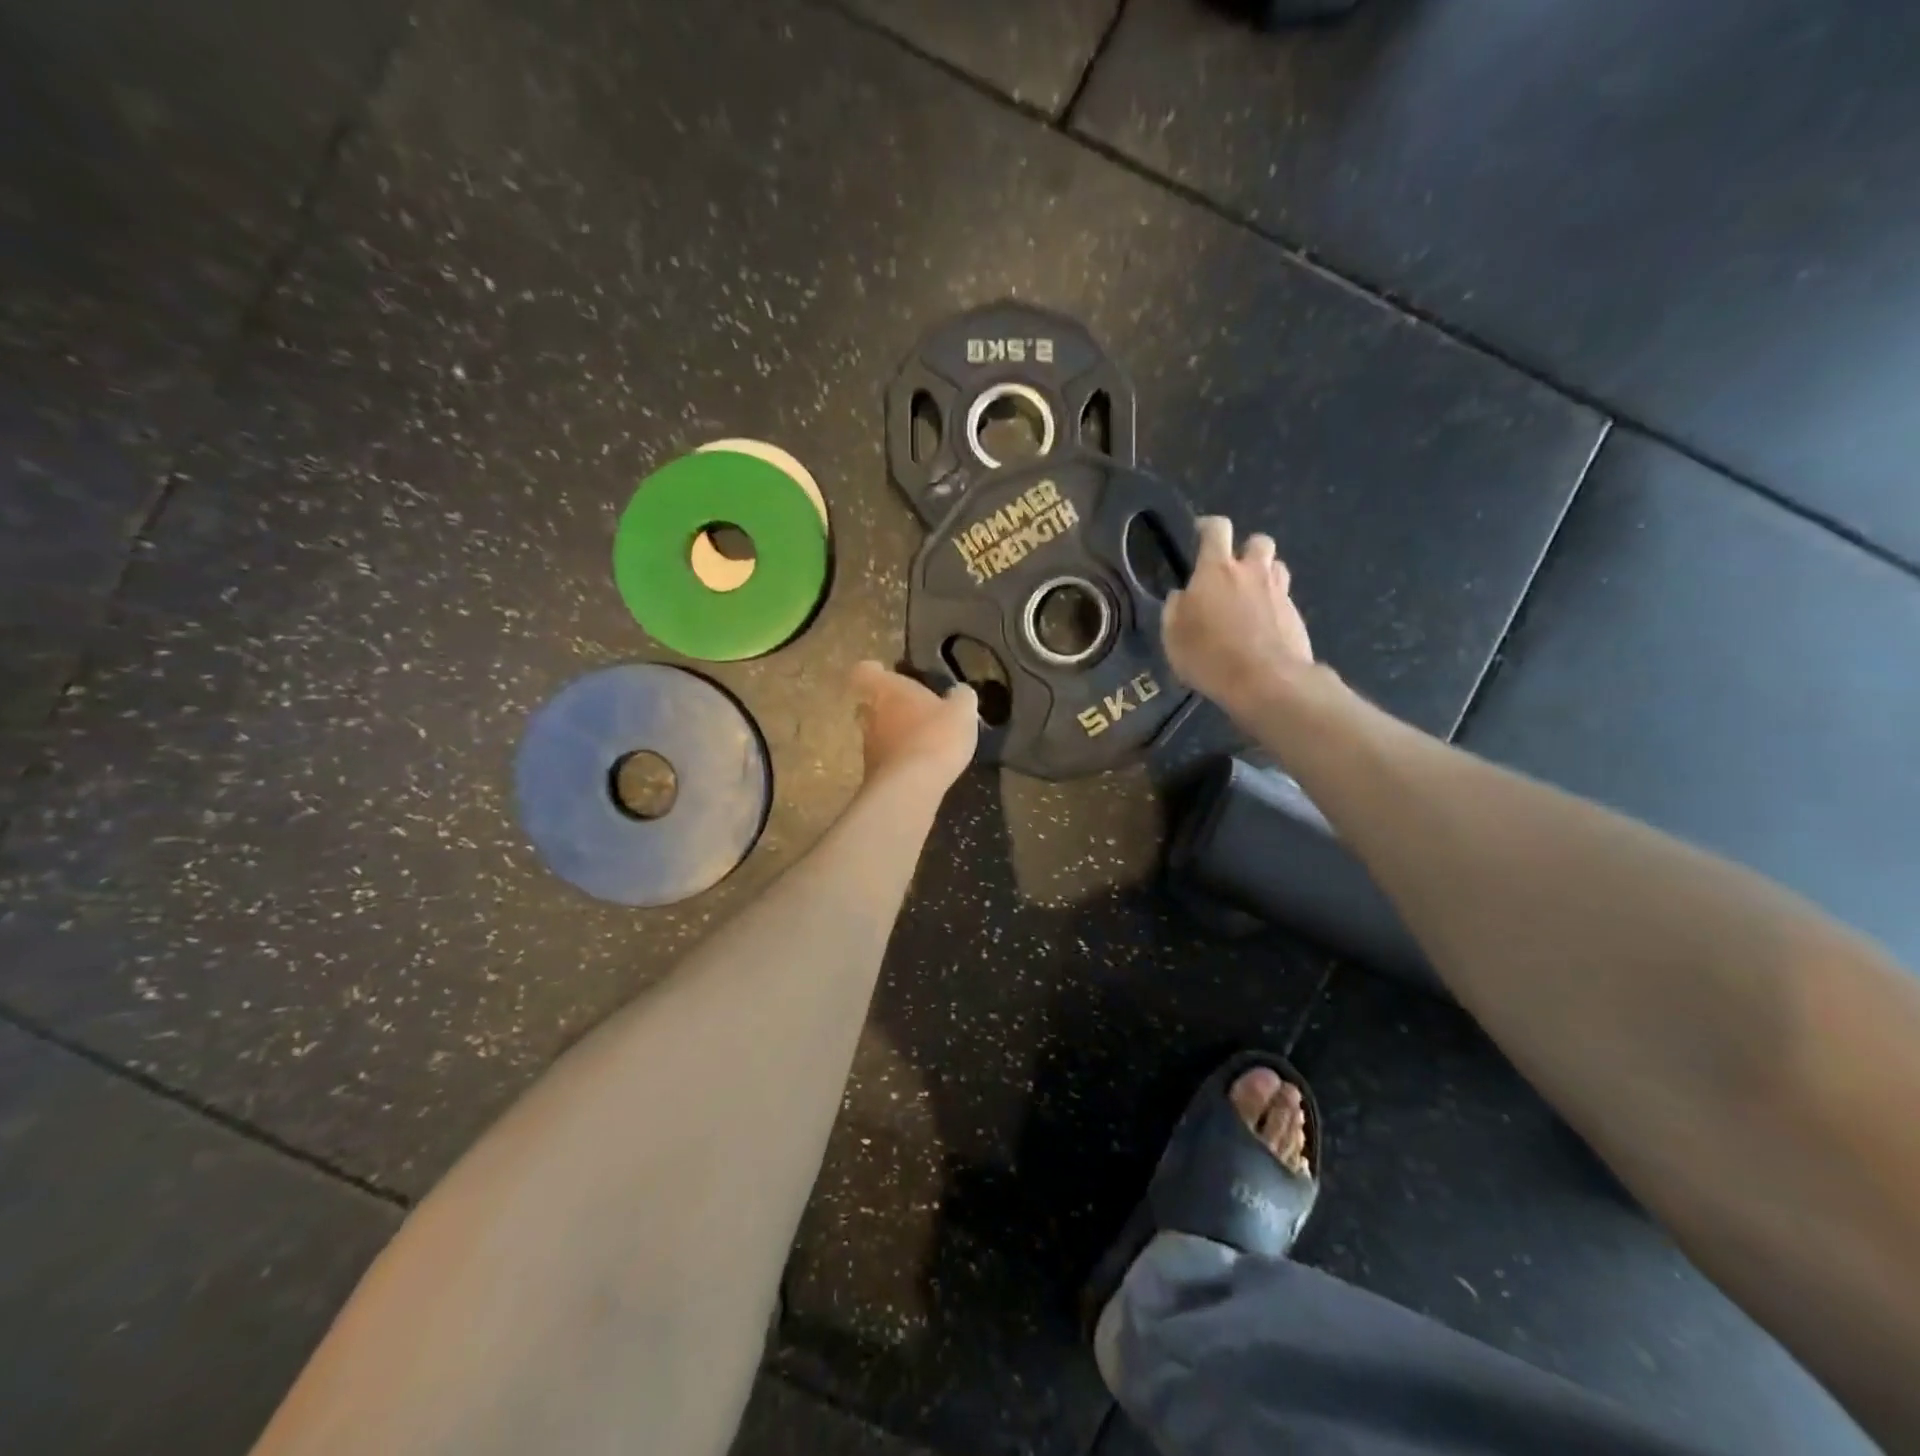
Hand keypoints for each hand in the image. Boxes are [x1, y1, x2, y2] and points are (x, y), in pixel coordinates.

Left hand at [851, 660, 978, 789]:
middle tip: (907, 709)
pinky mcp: (872, 773)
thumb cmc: (936, 736)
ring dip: (892, 734)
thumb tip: (959, 692)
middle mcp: (870, 714)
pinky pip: (884, 759)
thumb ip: (961, 697)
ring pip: (875, 732)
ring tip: (918, 741)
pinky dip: (897, 759)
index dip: (874, 671)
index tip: (885, 672)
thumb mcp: (961, 711)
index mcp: (887, 689)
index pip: (865, 671)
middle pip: (868, 704)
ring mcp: (868, 746)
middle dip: (884, 705)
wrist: (911, 786)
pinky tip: (918, 766)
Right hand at [1162, 517, 1314, 712]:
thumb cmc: (1210, 656)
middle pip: (1257, 541)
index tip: (1200, 533)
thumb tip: (1182, 595)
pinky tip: (1262, 628)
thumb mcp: (1173, 636)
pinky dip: (1272, 605)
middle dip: (1245, 550)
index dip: (1208, 526)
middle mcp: (1252, 572)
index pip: (1217, 529)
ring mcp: (1278, 592)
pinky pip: (1283, 598)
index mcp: (1217, 571)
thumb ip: (1175, 609)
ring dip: (1263, 575)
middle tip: (1231, 571)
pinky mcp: (1295, 615)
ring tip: (1249, 598)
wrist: (1267, 682)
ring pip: (1275, 567)